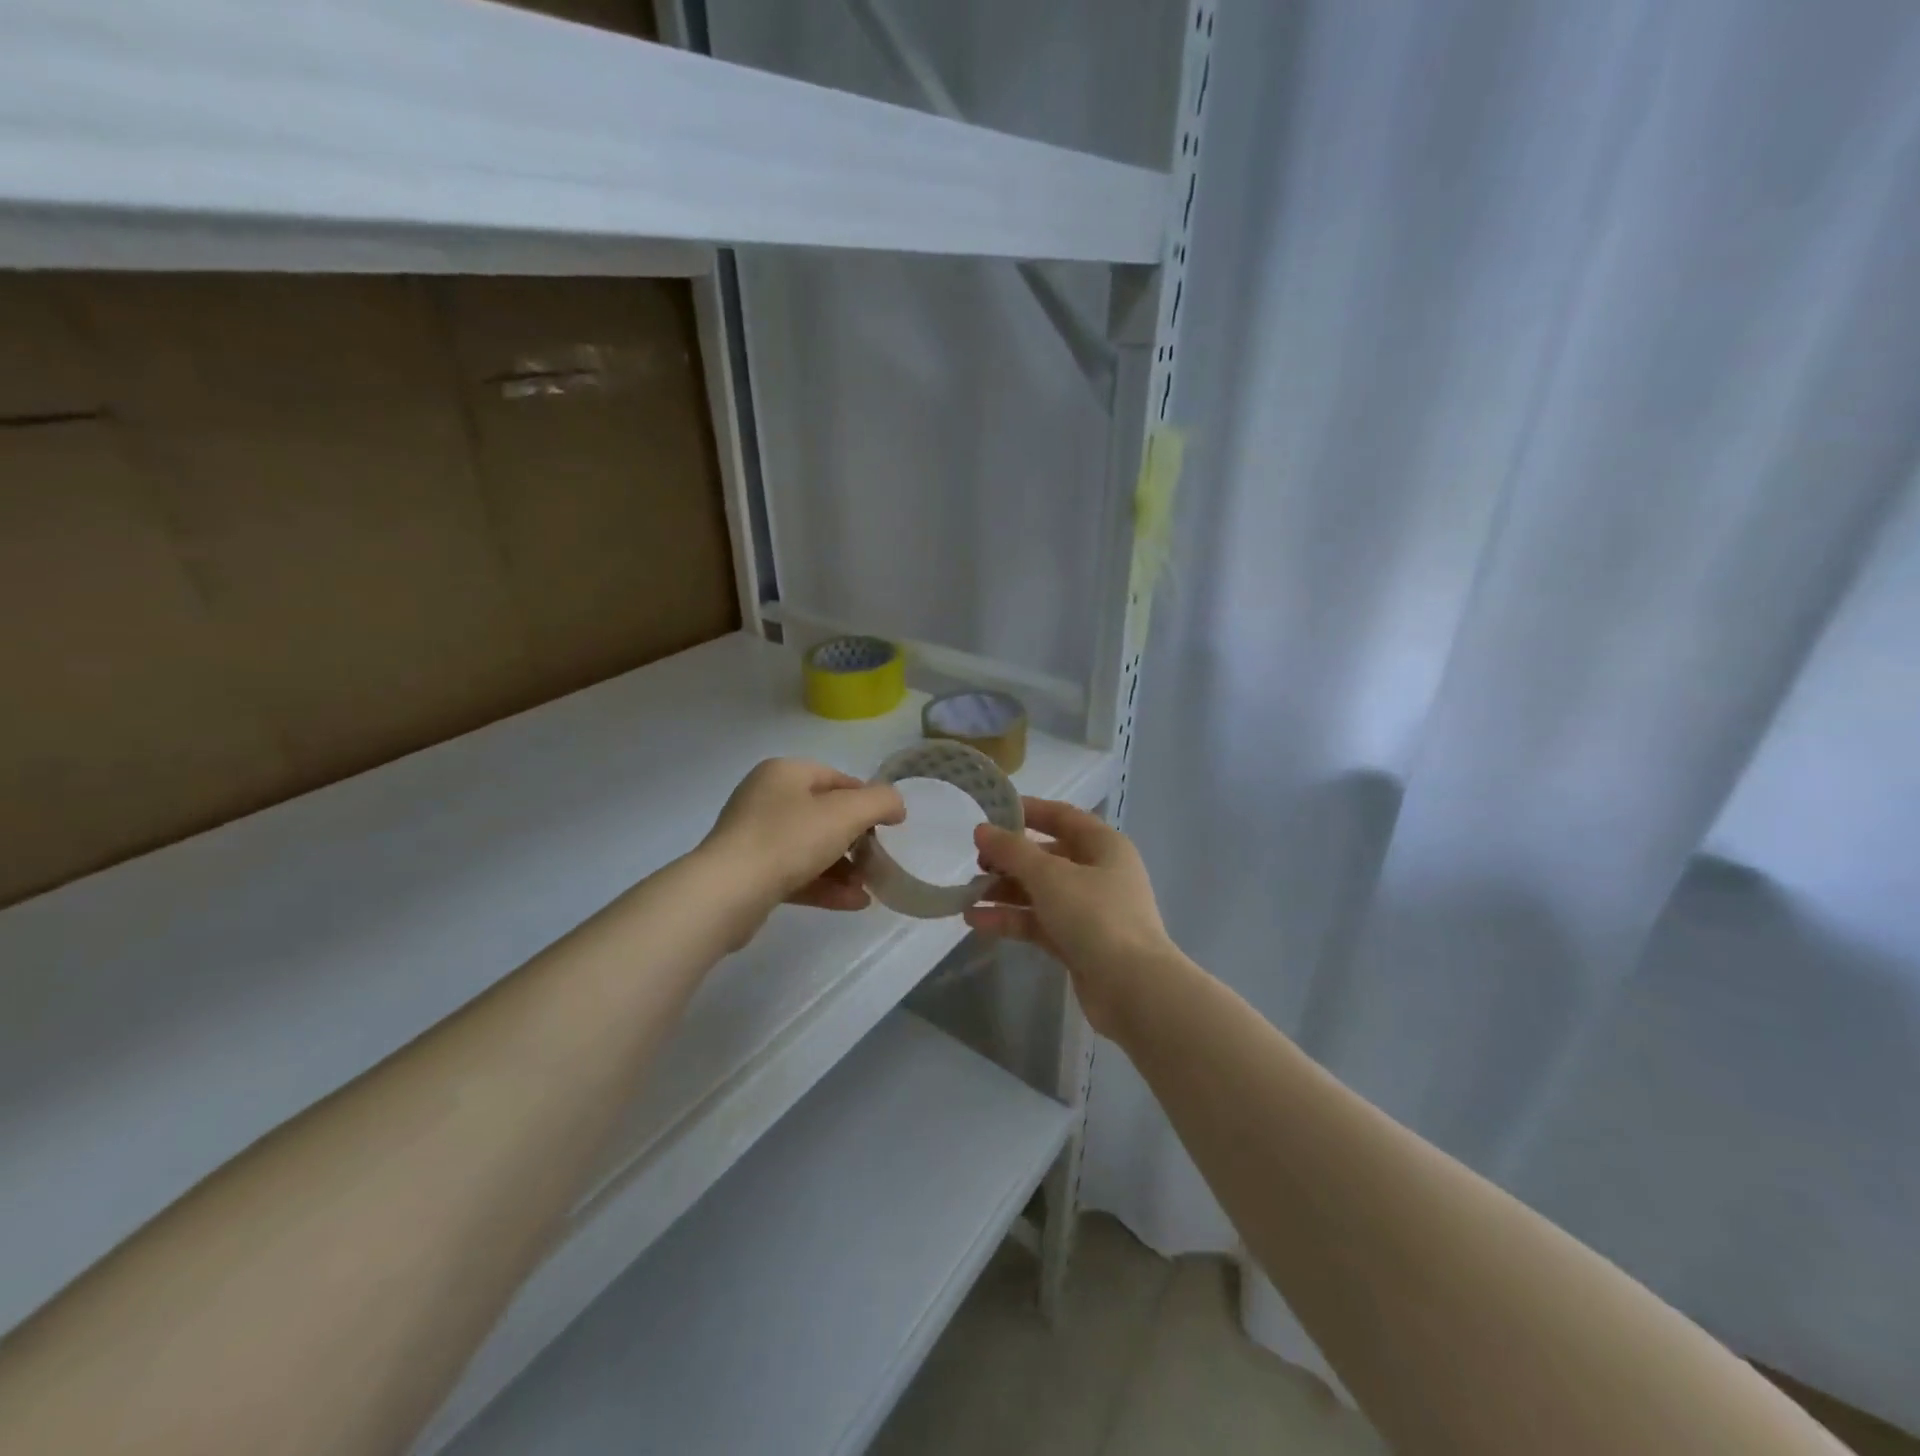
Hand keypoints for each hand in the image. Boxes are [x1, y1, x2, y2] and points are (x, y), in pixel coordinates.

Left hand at [699, 759, 905, 930]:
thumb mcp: (846, 813)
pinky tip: (853, 903)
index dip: (867, 800)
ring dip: (844, 868)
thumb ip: (880, 802)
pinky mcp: (750, 872)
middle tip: (878, 860)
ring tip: (870, 888)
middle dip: (856, 840)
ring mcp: (755, 836)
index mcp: (785, 773)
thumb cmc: (789, 839)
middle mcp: (766, 798)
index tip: (889, 827)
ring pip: (811, 848)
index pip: (837, 779)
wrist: (727, 893)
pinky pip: (796, 873)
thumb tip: (895, 806)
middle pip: (824, 815)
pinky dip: (825, 885)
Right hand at [965, 798, 1176, 1036]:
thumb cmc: (1096, 916)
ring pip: (1040, 892)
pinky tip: (976, 922)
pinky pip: (1039, 923)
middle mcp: (1099, 873)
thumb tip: (982, 830)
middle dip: (1010, 859)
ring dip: (1004, 893)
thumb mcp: (1050, 876)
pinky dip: (1011, 920)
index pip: (1062, 816)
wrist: (1133, 989)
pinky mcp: (1078, 942)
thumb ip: (1012, 851)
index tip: (991, 812)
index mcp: (1104, 846)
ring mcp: (1089, 910)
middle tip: (976, 863)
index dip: (1028, 811)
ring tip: (966, 897)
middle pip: (1048, 856)